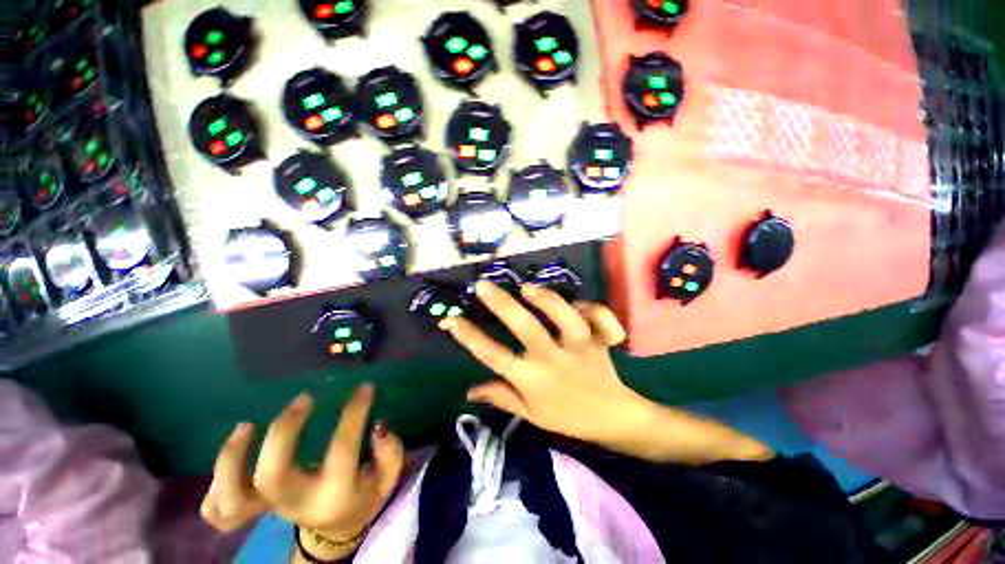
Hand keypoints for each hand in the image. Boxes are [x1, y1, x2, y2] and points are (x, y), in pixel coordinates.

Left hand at [201, 384, 403, 552]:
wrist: (335, 528)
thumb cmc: (363, 496)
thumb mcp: (387, 479)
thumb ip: (390, 453)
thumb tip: (378, 426)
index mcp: (333, 495)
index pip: (342, 451)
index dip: (354, 414)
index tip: (364, 388)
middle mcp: (295, 504)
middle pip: (271, 475)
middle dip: (284, 432)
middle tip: (304, 399)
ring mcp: (268, 508)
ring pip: (231, 498)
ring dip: (231, 460)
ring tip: (247, 425)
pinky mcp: (252, 509)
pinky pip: (215, 509)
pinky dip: (216, 484)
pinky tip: (237, 452)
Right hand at [444, 281, 650, 447]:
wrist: (613, 418)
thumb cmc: (567, 417)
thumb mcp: (530, 414)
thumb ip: (501, 397)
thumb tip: (469, 391)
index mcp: (534, 380)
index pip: (495, 357)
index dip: (470, 338)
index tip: (451, 320)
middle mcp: (554, 359)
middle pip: (526, 329)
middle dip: (501, 305)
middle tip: (482, 286)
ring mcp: (580, 347)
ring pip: (564, 318)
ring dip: (545, 300)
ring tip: (526, 288)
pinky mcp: (600, 339)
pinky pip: (598, 318)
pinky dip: (590, 307)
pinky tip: (576, 302)